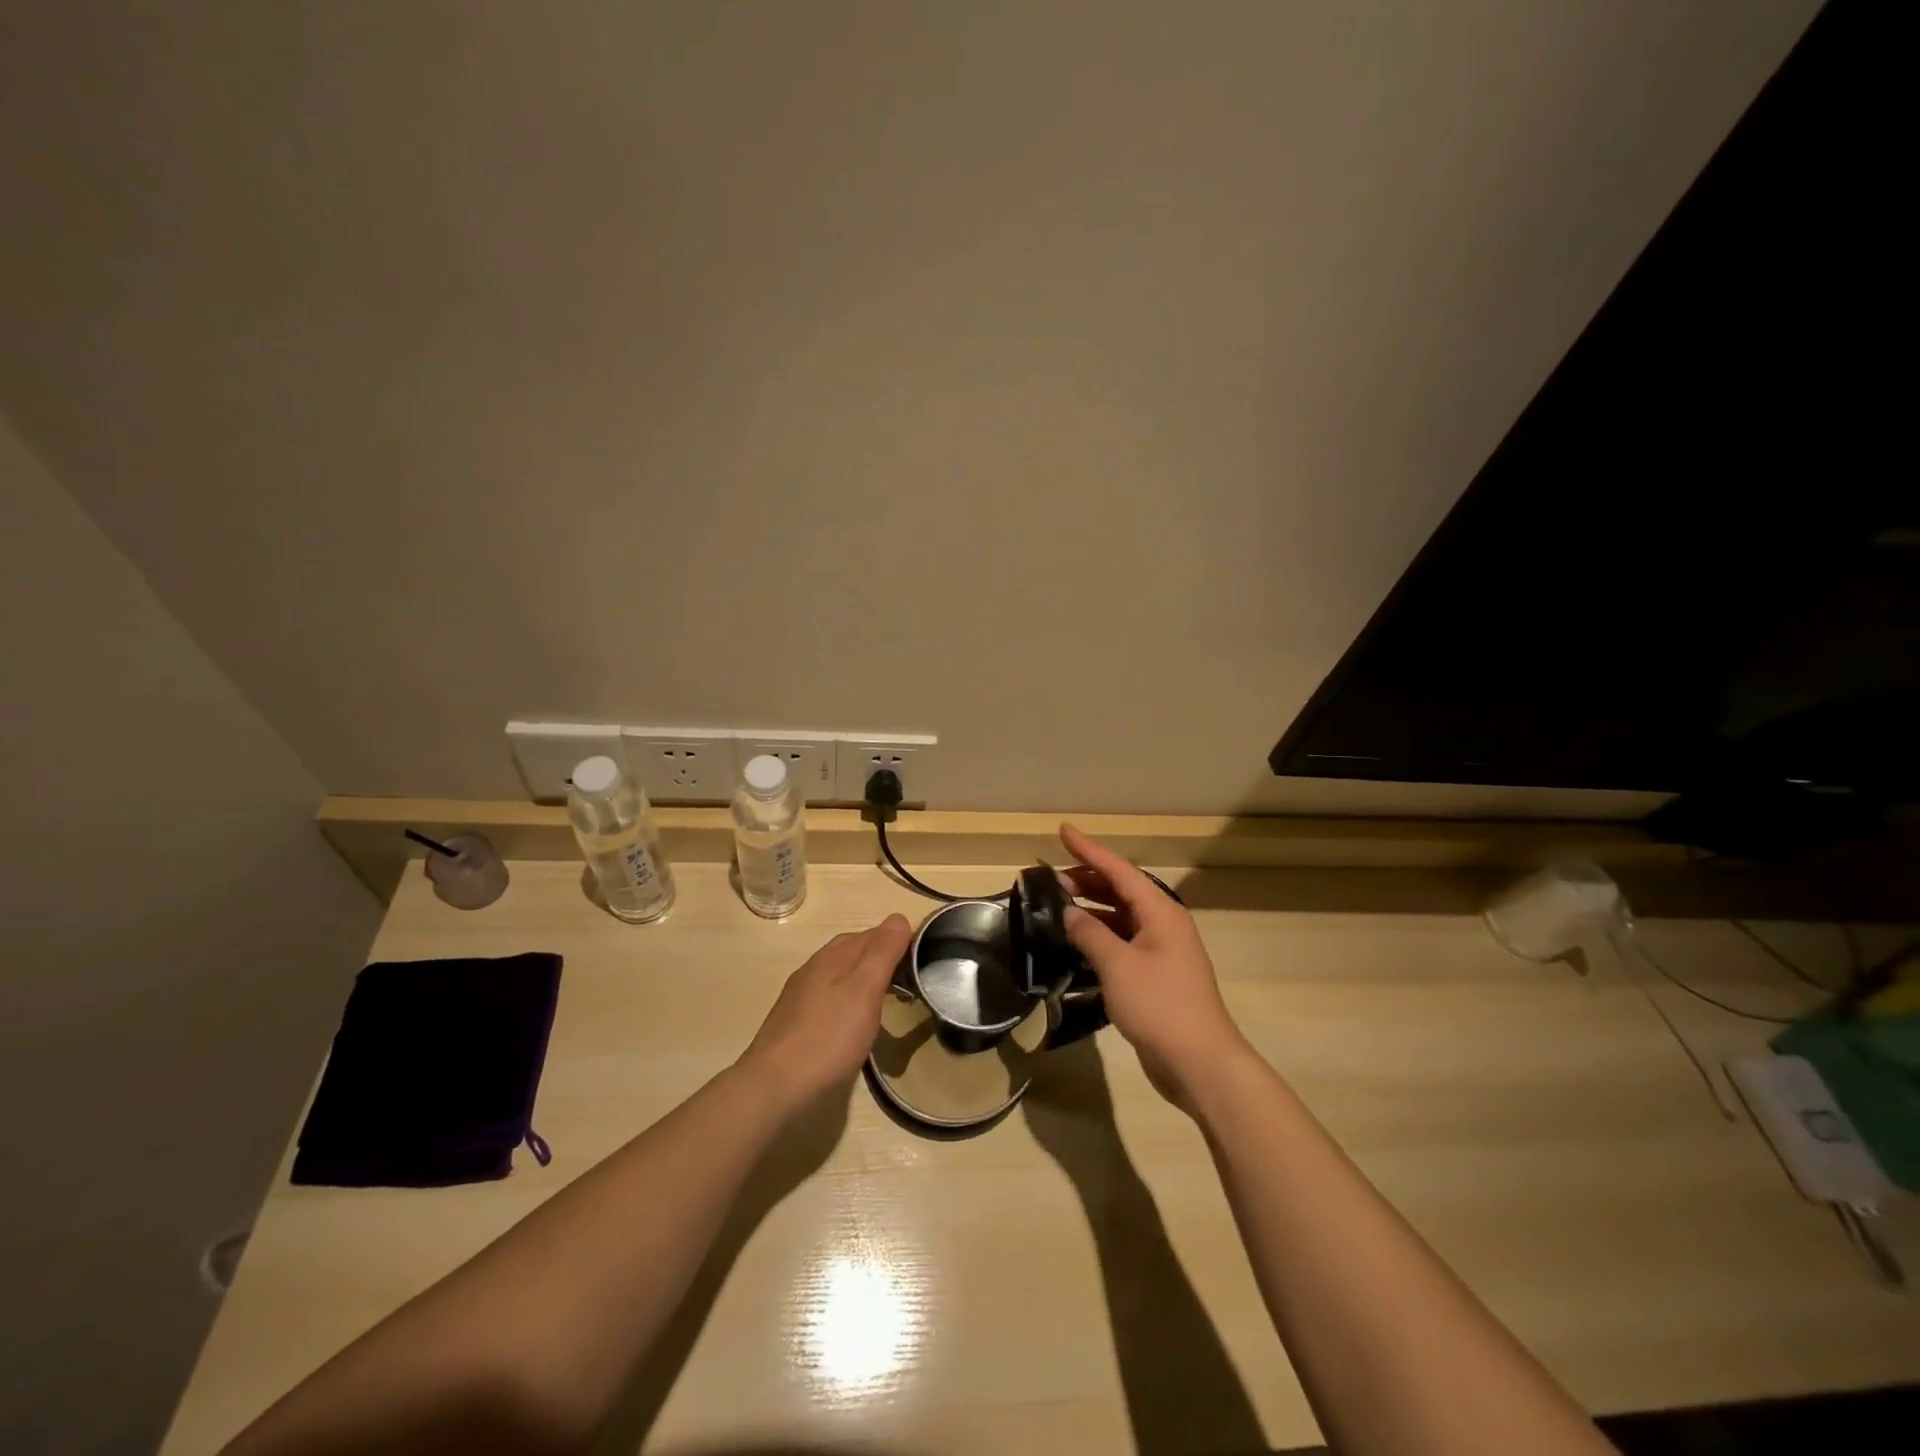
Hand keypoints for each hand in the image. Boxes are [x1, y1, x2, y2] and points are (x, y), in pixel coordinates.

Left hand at [739, 915, 912, 1106]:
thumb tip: (898, 917)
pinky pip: (829, 997)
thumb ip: (882, 953)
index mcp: (832, 956)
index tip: (923, 953)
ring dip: (864, 978)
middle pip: (853, 950)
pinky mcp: (794, 1022)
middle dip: (881, 955)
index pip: (871, 933)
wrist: (774, 1087)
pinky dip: (848, 999)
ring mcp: (801, 996)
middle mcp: (814, 968)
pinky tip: (854, 1020)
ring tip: (887, 997)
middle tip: (909, 974)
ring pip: (839, 974)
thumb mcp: (864, 991)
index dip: (897, 938)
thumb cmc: (828, 1037)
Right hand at [1057, 824, 1251, 1113]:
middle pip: (1122, 890)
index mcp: (1160, 911)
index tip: (1063, 831)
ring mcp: (1162, 951)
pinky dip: (1100, 935)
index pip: (1119, 870)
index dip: (1089, 850)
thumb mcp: (1117, 965)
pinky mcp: (1157, 976)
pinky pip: (1124, 942)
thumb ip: (1090, 934)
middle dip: (1088, 879)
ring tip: (1060, 905)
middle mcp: (1163, 924)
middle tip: (1052, 878)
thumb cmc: (1159, 1005)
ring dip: (1093, 908)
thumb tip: (1069, 913)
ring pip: (1122, 917)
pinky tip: (1079, 942)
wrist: (1200, 1062)